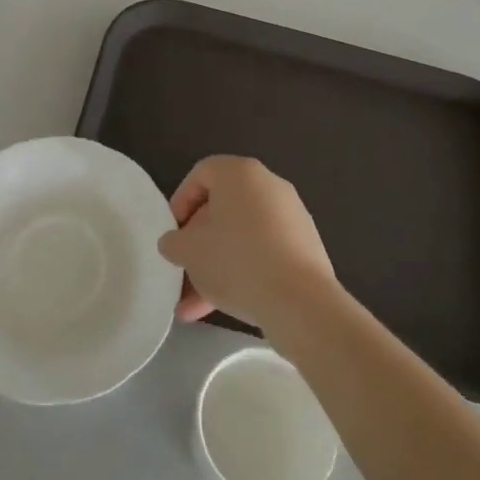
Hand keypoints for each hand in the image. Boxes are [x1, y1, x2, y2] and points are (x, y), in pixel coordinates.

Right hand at [158, 156, 337, 332]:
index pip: (201, 174)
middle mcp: (269, 186)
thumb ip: (173, 242)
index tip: (173, 233)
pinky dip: (244, 272)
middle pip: (222, 209)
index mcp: (240, 173)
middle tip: (184, 269)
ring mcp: (291, 217)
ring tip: (195, 305)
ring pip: (241, 237)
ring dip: (216, 266)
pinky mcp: (305, 248)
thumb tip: (175, 243)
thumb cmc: (236, 260)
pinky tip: (225, 307)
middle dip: (198, 243)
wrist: (300, 302)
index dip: (180, 202)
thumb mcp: (188, 251)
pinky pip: (264, 253)